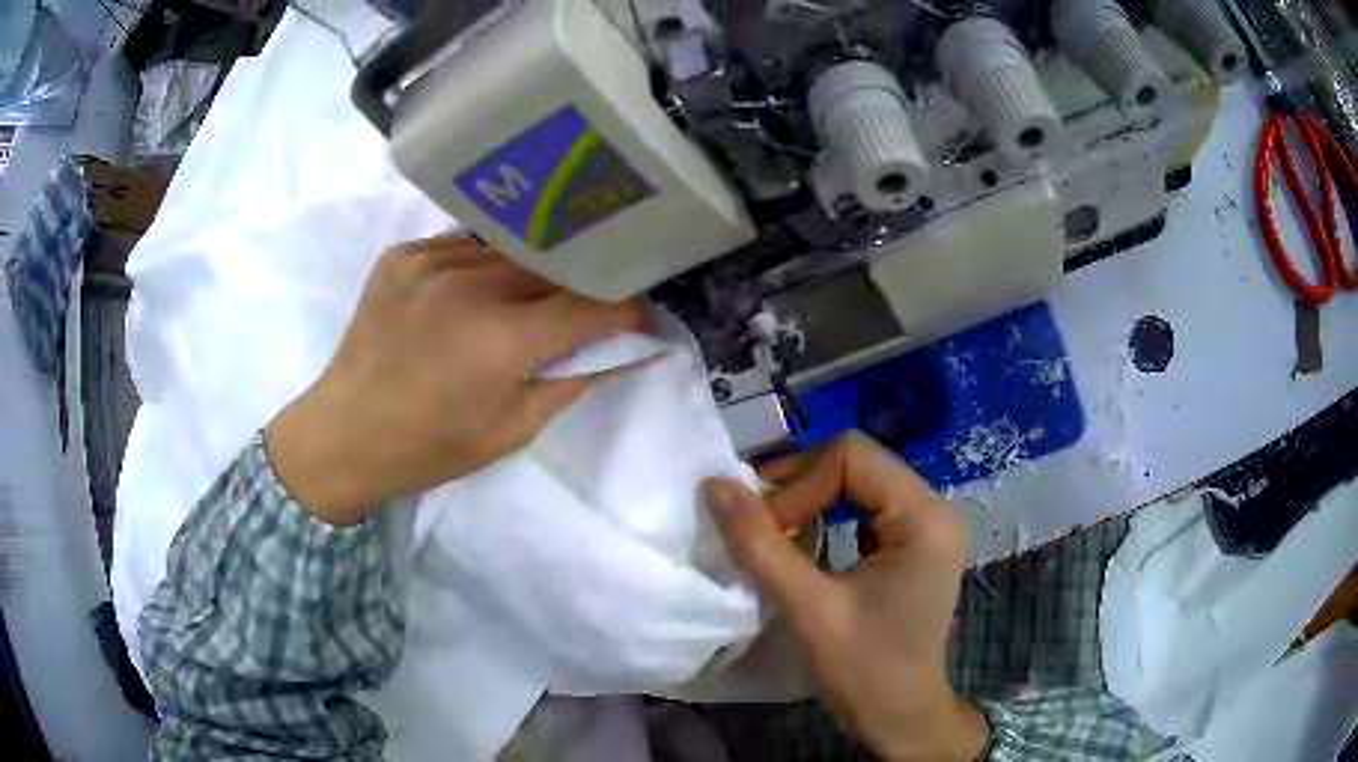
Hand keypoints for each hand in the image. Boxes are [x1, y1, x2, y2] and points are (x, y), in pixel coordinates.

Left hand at [266, 236, 649, 524]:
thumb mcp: (512, 430)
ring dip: (528, 273)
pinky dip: (479, 267)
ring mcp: (429, 263)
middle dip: (578, 286)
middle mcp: (470, 287)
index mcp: (502, 339)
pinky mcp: (401, 256)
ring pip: (507, 250)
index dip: (624, 309)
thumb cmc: (431, 448)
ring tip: (526, 298)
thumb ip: (572, 381)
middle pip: (551, 265)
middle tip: (584, 308)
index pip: (589, 304)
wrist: (344, 434)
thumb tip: (628, 351)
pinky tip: (471, 293)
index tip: (637, 319)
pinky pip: (460, 247)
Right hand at [702, 433, 989, 760]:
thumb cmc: (864, 670)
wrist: (901, 717)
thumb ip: (760, 545)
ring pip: (858, 482)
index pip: (853, 457)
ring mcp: (928, 526)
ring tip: (774, 532)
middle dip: (800, 488)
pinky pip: (865, 507)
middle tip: (757, 524)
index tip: (764, 527)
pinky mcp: (914, 543)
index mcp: (925, 518)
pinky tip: (803, 544)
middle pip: (857, 464)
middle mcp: (935, 509)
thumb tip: (713, 484)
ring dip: (810, 501)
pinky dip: (826, 516)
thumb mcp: (809, 609)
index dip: (798, 482)